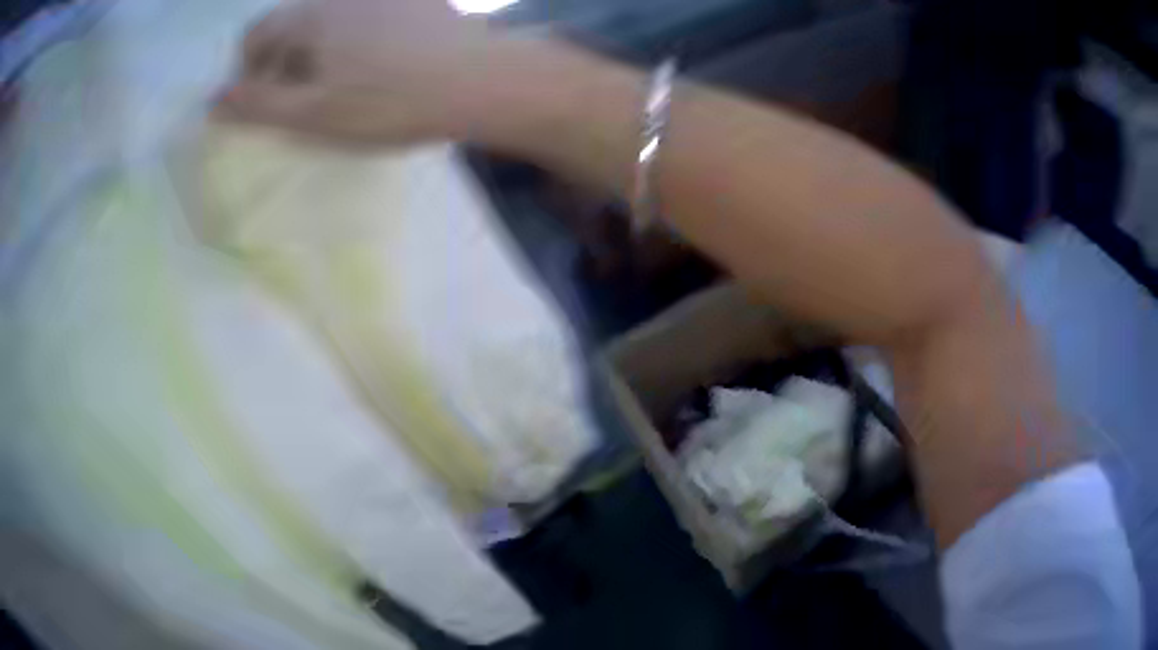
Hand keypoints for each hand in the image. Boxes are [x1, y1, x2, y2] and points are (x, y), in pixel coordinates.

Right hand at [216, 0, 499, 144]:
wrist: (481, 81)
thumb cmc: (388, 101)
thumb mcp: (310, 113)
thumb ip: (255, 105)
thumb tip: (212, 100)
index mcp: (311, 14)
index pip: (255, 35)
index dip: (247, 71)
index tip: (262, 103)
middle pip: (291, 26)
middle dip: (283, 63)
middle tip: (303, 103)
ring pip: (329, 22)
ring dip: (320, 53)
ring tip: (343, 89)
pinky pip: (366, 18)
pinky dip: (356, 42)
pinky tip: (378, 68)